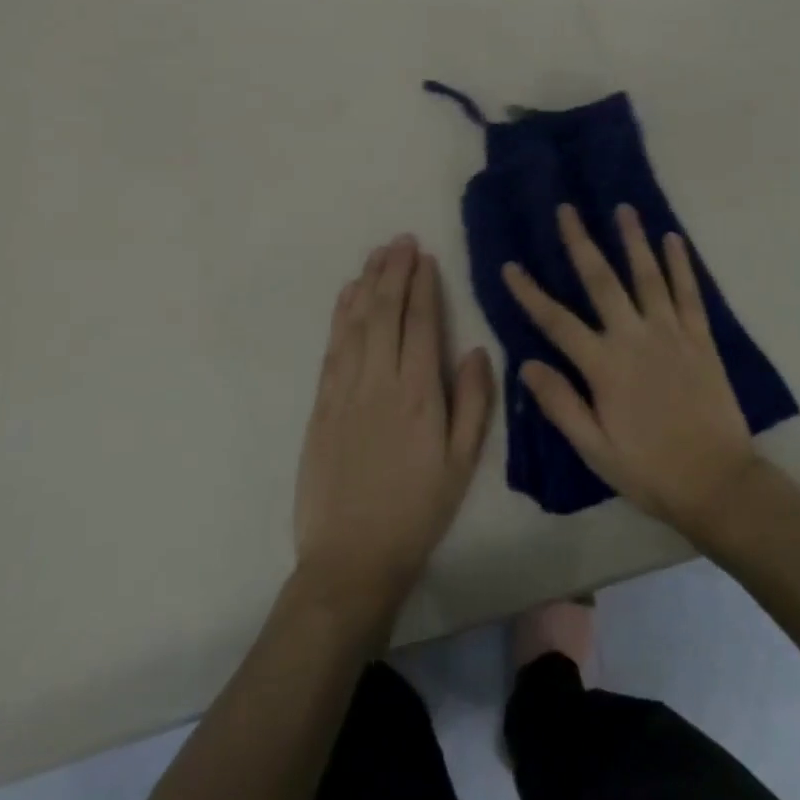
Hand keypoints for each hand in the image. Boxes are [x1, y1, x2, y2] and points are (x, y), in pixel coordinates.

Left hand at [294, 236, 494, 615]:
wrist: (351, 559)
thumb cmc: (418, 511)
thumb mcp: (462, 463)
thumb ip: (474, 402)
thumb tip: (477, 350)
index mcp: (420, 394)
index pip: (421, 324)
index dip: (422, 286)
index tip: (424, 257)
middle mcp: (380, 382)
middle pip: (385, 313)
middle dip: (394, 272)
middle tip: (400, 240)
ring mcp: (345, 392)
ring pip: (356, 323)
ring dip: (366, 284)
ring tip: (376, 254)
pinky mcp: (321, 406)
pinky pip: (332, 349)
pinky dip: (340, 316)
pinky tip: (347, 296)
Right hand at [502, 204, 758, 537]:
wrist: (717, 482)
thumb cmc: (650, 470)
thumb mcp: (594, 449)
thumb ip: (560, 404)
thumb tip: (526, 364)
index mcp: (604, 366)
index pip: (556, 322)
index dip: (530, 293)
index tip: (510, 265)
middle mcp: (635, 338)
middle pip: (602, 281)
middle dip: (581, 243)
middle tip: (567, 209)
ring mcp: (671, 333)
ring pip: (648, 276)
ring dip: (634, 240)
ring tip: (623, 209)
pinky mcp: (701, 338)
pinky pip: (689, 293)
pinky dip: (681, 264)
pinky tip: (673, 239)